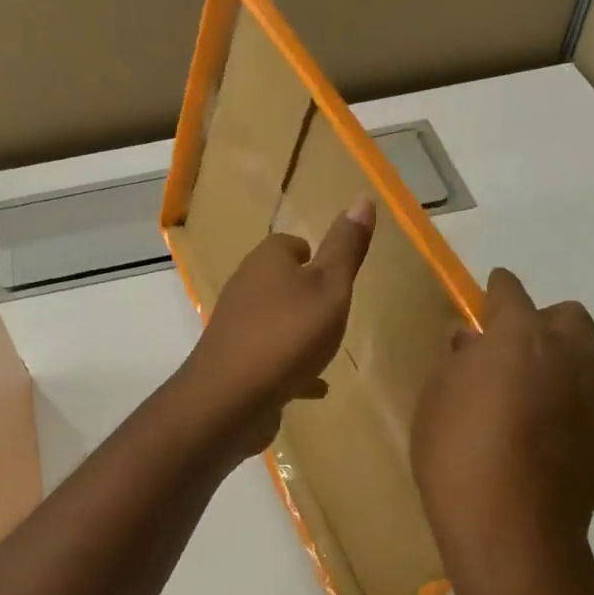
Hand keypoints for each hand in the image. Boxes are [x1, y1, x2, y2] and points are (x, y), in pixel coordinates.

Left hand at [178, 195, 375, 458]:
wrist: (231, 397)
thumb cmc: (289, 334)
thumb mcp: (330, 288)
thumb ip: (346, 248)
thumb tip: (362, 197)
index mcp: (266, 261)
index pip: (288, 244)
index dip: (312, 254)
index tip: (334, 272)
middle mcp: (245, 287)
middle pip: (277, 281)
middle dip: (304, 292)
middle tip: (334, 309)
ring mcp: (236, 326)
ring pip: (272, 320)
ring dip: (296, 330)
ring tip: (326, 346)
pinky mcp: (234, 362)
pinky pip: (269, 358)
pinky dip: (290, 366)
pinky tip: (314, 387)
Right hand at [411, 268, 593, 594]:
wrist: (509, 526)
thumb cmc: (455, 454)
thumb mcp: (435, 399)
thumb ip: (458, 361)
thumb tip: (473, 342)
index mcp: (517, 335)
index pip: (510, 291)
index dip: (498, 288)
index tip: (491, 291)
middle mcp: (567, 352)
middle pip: (570, 315)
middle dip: (545, 321)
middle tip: (517, 347)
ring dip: (576, 357)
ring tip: (549, 382)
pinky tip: (575, 426)